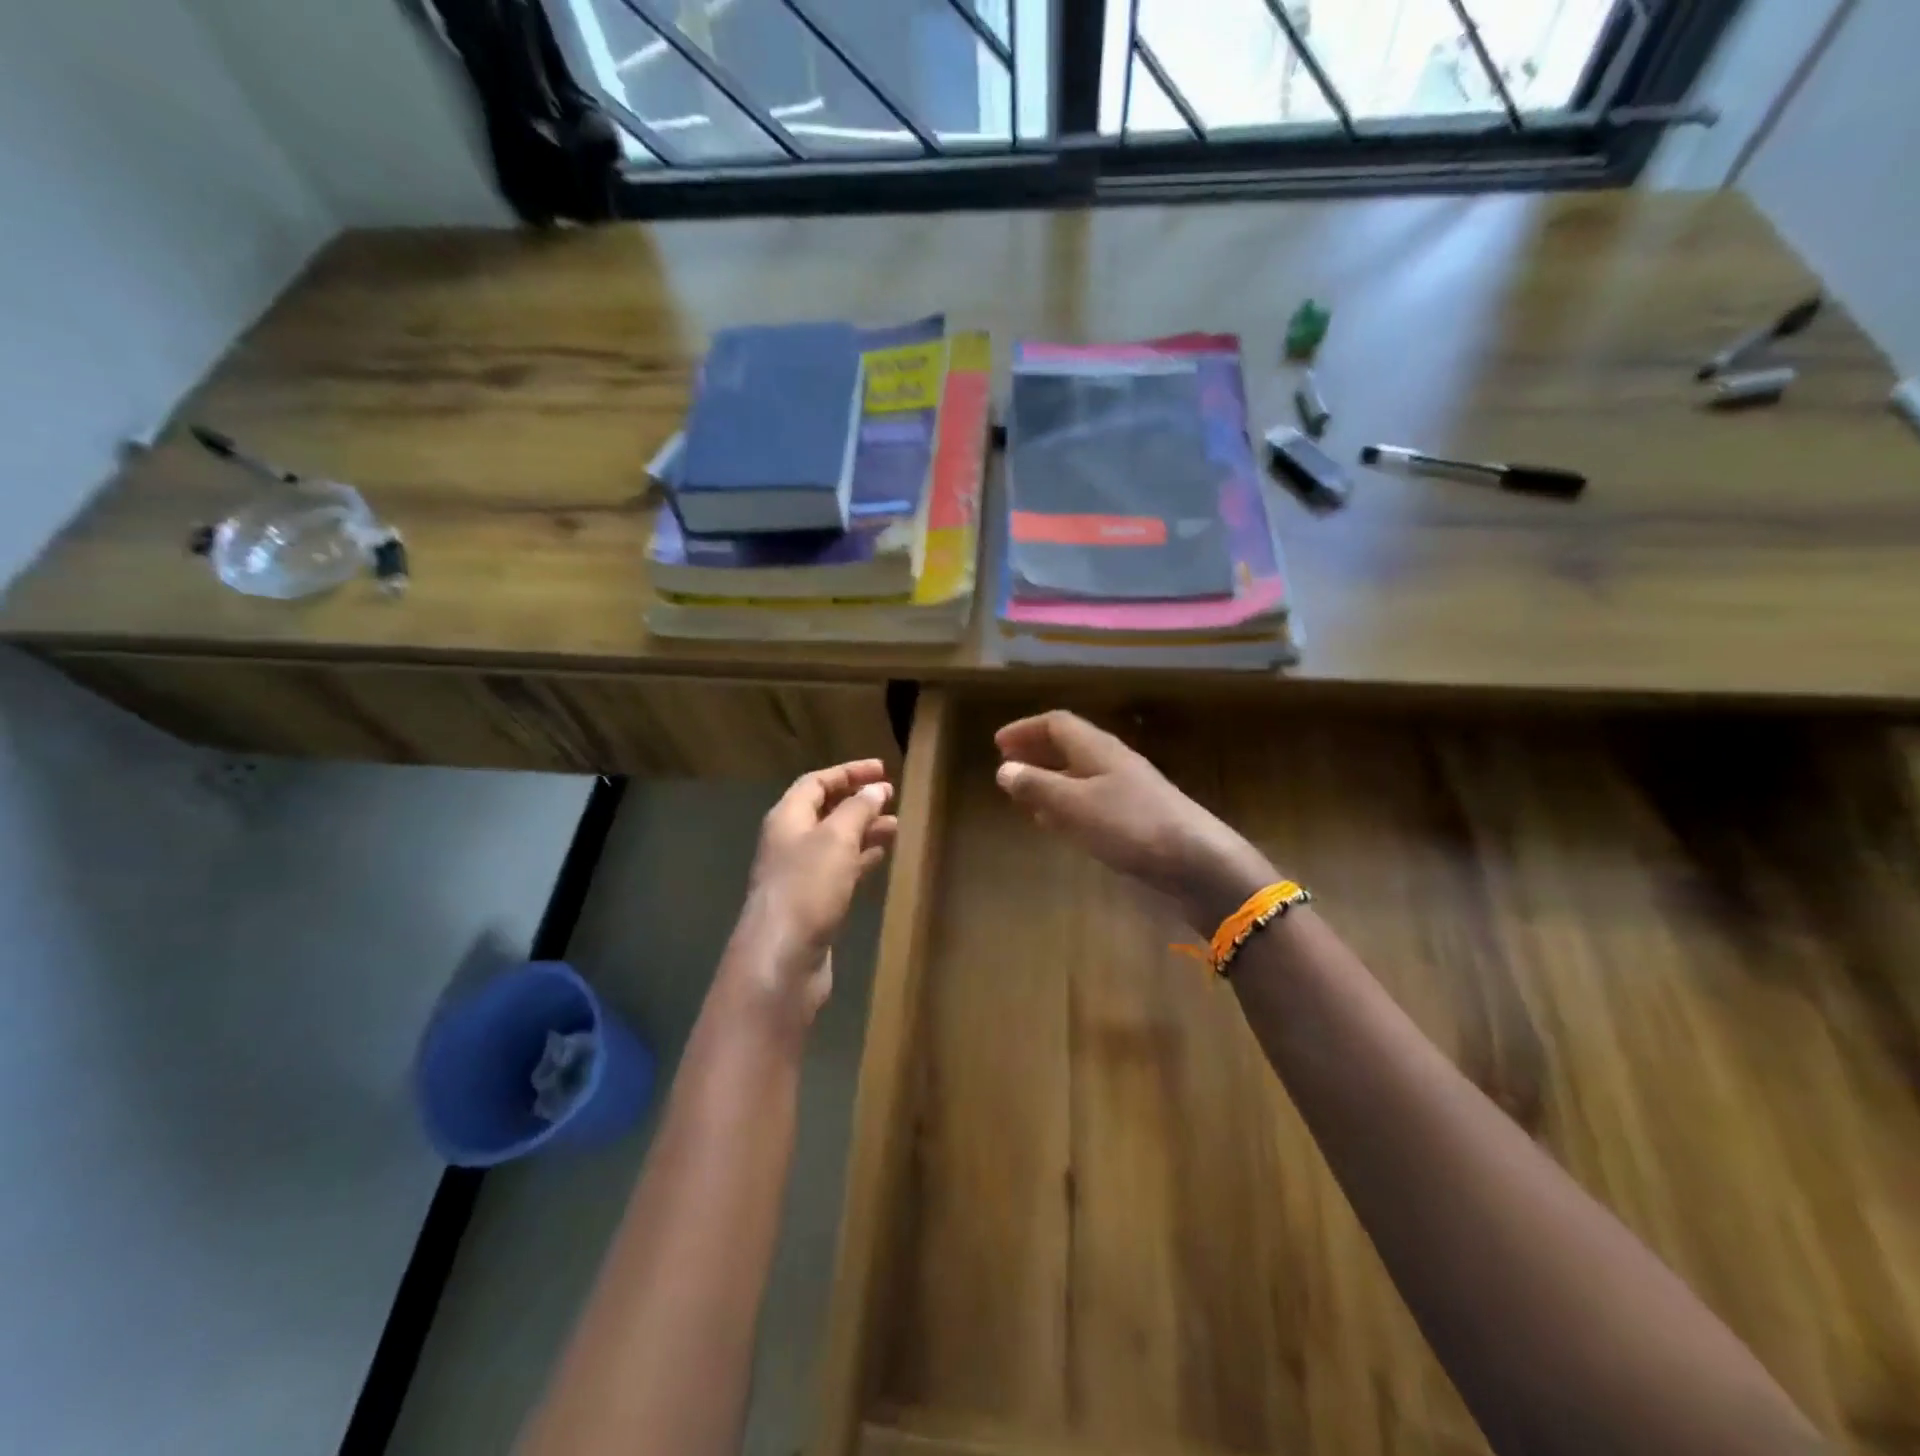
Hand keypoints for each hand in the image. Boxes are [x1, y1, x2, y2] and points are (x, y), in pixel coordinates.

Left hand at [730, 759, 898, 1026]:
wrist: (782, 958)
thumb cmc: (807, 887)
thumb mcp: (836, 839)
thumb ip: (857, 809)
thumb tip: (876, 788)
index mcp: (787, 818)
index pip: (816, 782)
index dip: (848, 772)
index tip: (882, 769)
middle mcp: (788, 841)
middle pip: (824, 811)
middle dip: (858, 801)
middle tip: (892, 797)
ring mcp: (798, 874)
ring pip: (835, 841)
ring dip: (863, 830)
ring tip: (896, 826)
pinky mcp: (811, 903)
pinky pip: (838, 869)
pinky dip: (860, 858)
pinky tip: (881, 858)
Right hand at [995, 711, 1275, 933]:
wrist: (1195, 860)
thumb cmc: (1129, 824)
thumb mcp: (1074, 804)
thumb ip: (1037, 785)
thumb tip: (1003, 768)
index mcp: (1097, 748)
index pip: (1057, 723)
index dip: (1026, 729)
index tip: (997, 744)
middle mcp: (1112, 761)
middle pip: (1069, 746)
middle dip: (1036, 753)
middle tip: (1007, 766)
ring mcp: (1127, 789)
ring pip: (1079, 774)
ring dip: (1049, 779)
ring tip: (1023, 793)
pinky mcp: (1135, 817)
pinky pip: (1090, 800)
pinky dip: (1066, 804)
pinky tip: (1056, 822)